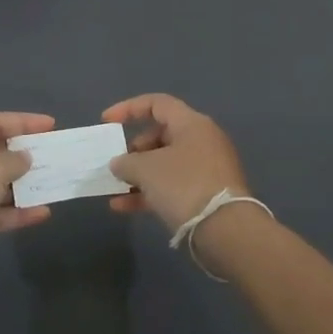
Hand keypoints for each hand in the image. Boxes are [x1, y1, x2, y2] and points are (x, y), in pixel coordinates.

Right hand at [102, 94, 248, 233]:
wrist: (226, 229)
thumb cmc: (184, 185)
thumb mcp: (146, 169)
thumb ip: (126, 162)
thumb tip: (118, 163)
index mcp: (192, 124)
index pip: (157, 104)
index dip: (128, 109)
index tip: (106, 122)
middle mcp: (202, 141)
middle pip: (161, 135)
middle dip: (134, 149)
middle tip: (118, 163)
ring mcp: (206, 169)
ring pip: (165, 164)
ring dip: (138, 174)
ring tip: (115, 187)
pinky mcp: (206, 195)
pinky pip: (171, 186)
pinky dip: (148, 192)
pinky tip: (122, 207)